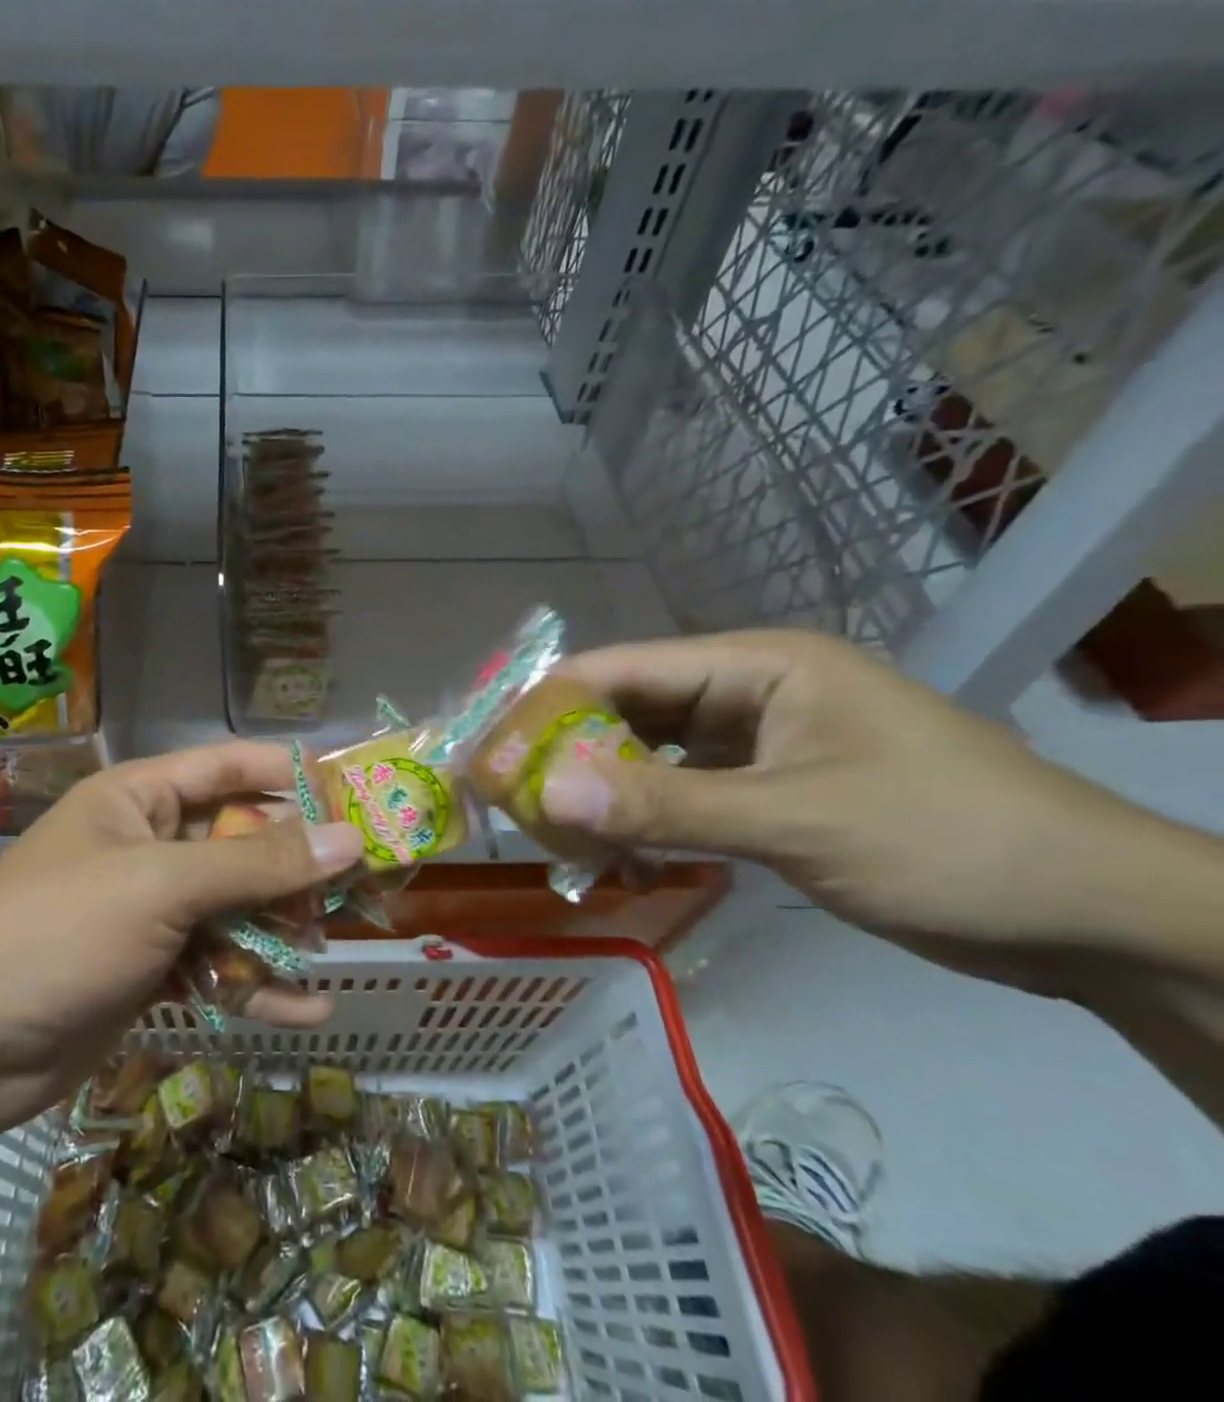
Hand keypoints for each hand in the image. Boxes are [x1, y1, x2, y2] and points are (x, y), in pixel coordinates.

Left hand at [0, 743, 363, 1141]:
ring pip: (236, 909)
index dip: (294, 773)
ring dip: (284, 931)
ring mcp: (150, 911)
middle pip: (243, 842)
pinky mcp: (149, 971)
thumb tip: (348, 838)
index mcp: (141, 798)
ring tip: (336, 949)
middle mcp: (150, 845)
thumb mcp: (161, 887)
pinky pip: (217, 968)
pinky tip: (306, 1012)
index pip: (232, 767)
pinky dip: (256, 988)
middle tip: (368, 884)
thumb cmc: (57, 934)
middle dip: (300, 865)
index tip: (358, 791)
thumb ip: (257, 865)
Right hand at [532, 630, 1161, 955]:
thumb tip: (542, 793)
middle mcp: (746, 692)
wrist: (1096, 916)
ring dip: (598, 791)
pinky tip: (609, 852)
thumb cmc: (949, 841)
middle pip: (624, 710)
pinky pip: (679, 794)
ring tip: (543, 832)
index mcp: (755, 664)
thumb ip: (664, 804)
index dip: (544, 708)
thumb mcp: (795, 819)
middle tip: (503, 804)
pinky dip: (641, 819)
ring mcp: (755, 743)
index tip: (485, 757)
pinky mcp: (767, 790)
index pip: (618, 669)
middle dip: (562, 754)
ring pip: (646, 755)